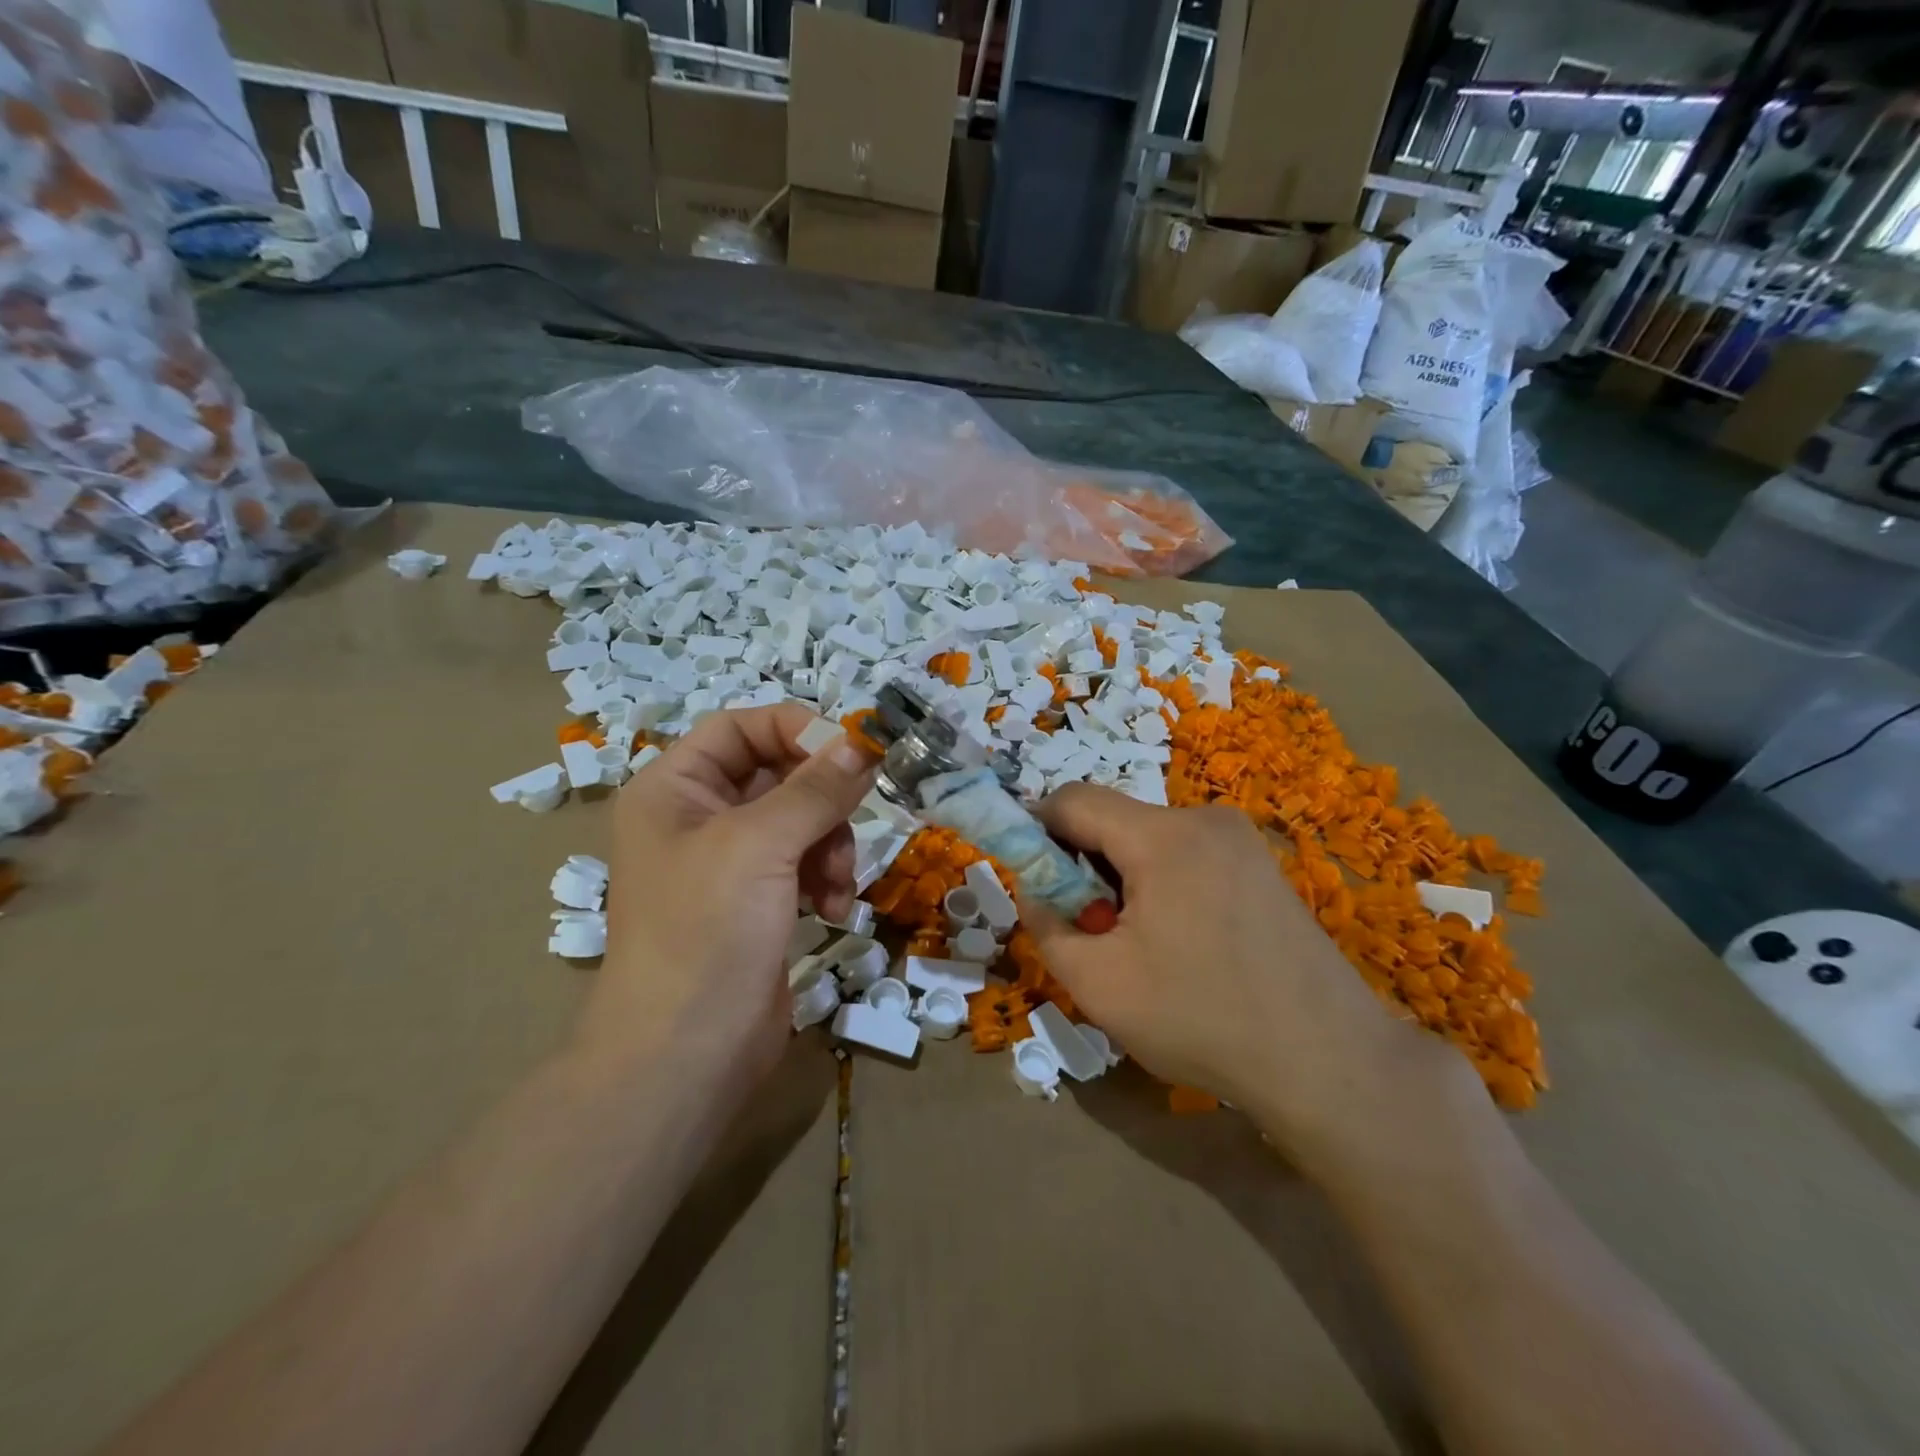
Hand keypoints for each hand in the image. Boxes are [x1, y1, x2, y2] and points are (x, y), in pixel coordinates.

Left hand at [577, 706, 877, 1099]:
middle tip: (858, 812)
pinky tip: (833, 908)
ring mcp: (729, 862)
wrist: (686, 1055)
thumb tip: (863, 743)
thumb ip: (815, 789)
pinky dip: (825, 877)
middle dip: (822, 799)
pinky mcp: (757, 900)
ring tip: (837, 882)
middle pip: (777, 773)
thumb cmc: (706, 931)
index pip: (741, 728)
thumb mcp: (760, 845)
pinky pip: (804, 862)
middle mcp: (698, 816)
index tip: (851, 751)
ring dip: (830, 843)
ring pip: (800, 819)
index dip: (796, 729)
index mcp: (675, 787)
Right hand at [1019, 786, 1480, 1175]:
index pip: (1072, 800)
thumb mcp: (1099, 984)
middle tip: (1095, 931)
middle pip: (1114, 820)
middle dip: (1086, 866)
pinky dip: (1164, 884)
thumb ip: (1047, 926)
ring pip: (1150, 840)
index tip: (1038, 885)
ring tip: (1144, 947)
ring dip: (1125, 879)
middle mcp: (1205, 819)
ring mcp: (1241, 840)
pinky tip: (1186, 944)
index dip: (1038, 833)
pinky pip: (1187, 855)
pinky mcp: (1262, 865)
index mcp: (1162, 836)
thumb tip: (1035, 891)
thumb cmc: (1203, 1019)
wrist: (1331, 1062)